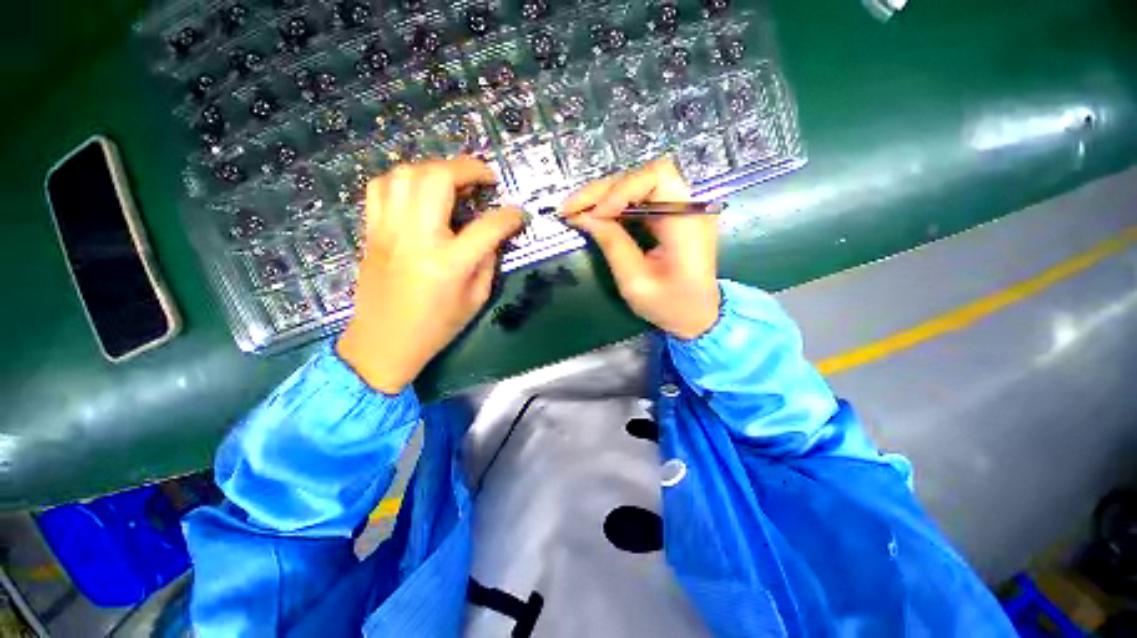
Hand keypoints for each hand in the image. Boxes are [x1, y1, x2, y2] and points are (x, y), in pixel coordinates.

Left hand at [337, 157, 521, 392]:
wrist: (383, 343)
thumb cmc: (436, 327)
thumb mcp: (475, 300)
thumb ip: (487, 262)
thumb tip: (492, 236)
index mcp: (448, 263)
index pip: (487, 226)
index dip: (510, 216)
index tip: (520, 214)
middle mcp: (416, 238)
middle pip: (438, 179)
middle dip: (468, 168)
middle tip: (485, 177)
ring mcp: (388, 230)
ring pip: (406, 174)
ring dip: (435, 168)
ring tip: (453, 181)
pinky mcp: (372, 231)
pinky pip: (382, 187)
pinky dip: (405, 179)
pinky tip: (420, 191)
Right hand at [560, 158, 720, 339]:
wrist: (698, 315)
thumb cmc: (670, 305)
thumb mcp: (635, 281)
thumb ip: (612, 244)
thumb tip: (584, 216)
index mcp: (687, 223)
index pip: (656, 177)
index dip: (620, 190)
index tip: (594, 216)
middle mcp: (689, 206)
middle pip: (643, 177)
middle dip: (602, 191)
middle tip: (569, 208)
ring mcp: (681, 208)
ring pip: (638, 184)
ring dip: (604, 196)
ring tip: (576, 211)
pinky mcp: (671, 215)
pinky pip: (640, 198)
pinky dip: (614, 204)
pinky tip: (594, 215)